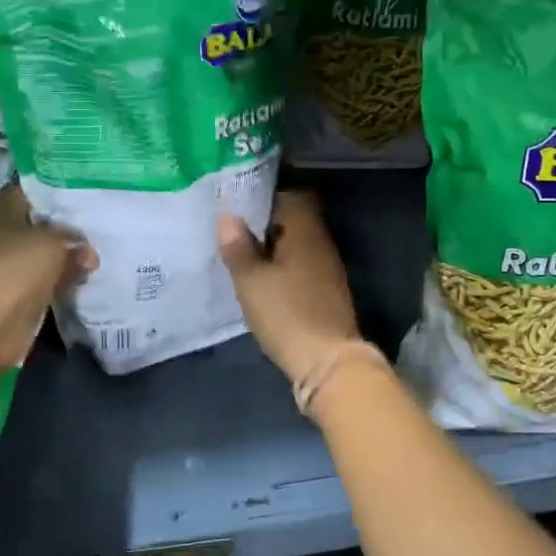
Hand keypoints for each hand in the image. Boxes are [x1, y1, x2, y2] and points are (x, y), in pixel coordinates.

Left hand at [0, 184, 94, 367]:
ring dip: (71, 255)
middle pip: (41, 222)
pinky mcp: (19, 296)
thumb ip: (74, 242)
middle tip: (105, 219)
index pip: (31, 188)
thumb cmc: (11, 272)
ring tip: (105, 247)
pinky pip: (48, 281)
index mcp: (1, 211)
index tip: (89, 187)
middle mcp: (2, 235)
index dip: (59, 186)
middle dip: (70, 223)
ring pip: (47, 254)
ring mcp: (9, 268)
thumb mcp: (51, 245)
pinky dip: (66, 280)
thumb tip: (87, 253)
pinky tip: (92, 275)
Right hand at [217, 190, 360, 387]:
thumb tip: (228, 216)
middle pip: (293, 218)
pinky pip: (300, 263)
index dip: (263, 194)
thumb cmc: (287, 314)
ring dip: (272, 244)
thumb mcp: (252, 280)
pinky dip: (282, 265)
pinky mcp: (325, 291)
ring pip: (296, 242)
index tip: (236, 198)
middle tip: (232, 225)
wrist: (327, 362)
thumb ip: (238, 247)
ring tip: (240, 250)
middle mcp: (321, 242)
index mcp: (305, 230)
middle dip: (265, 220)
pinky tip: (261, 275)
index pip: (289, 194)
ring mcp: (327, 267)